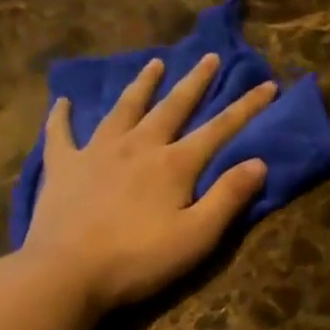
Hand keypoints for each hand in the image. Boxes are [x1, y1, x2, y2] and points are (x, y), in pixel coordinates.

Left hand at [19, 54, 276, 312]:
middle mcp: (138, 146)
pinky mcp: (63, 166)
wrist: (67, 272)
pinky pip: (61, 133)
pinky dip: (62, 116)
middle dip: (195, 82)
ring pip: (124, 108)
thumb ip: (228, 197)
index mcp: (174, 164)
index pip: (219, 129)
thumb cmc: (139, 259)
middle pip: (172, 107)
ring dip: (142, 85)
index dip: (246, 107)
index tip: (268, 85)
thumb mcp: (197, 236)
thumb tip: (259, 162)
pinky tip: (62, 101)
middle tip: (210, 57)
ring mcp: (96, 152)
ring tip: (155, 63)